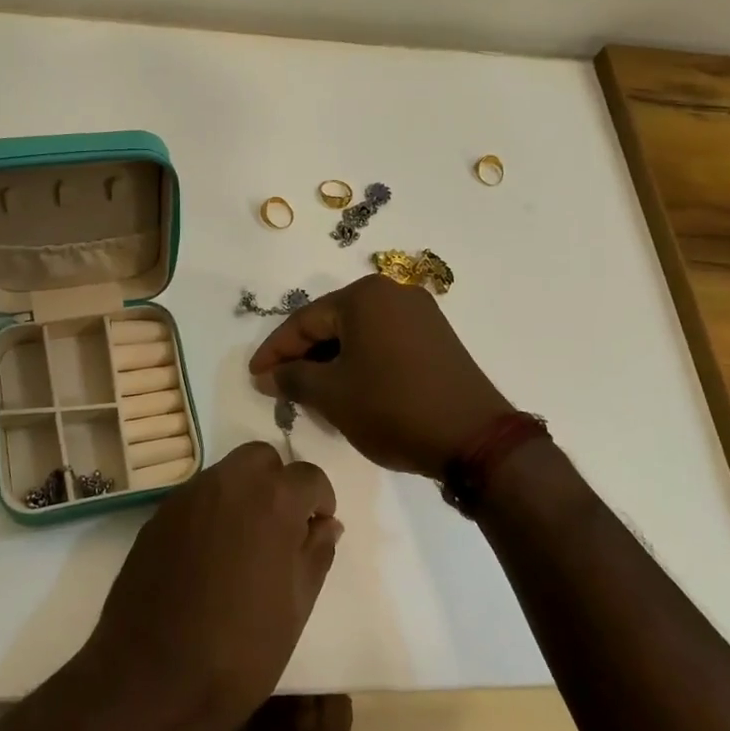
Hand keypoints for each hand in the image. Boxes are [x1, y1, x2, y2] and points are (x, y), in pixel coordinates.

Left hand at [82, 442, 340, 730]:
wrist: (152, 679)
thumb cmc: (241, 650)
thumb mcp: (296, 607)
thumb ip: (316, 553)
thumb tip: (326, 524)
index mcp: (271, 500)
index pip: (308, 475)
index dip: (320, 500)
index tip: (317, 529)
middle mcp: (227, 483)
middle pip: (262, 458)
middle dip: (279, 482)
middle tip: (283, 528)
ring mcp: (187, 496)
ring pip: (226, 473)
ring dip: (244, 493)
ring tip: (246, 545)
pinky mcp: (157, 516)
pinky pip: (196, 497)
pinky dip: (213, 511)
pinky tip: (211, 556)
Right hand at [249, 274, 512, 476]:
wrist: (474, 438)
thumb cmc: (392, 407)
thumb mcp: (332, 395)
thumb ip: (292, 378)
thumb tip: (268, 376)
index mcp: (365, 295)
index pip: (304, 321)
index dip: (274, 351)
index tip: (254, 377)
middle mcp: (393, 293)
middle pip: (332, 323)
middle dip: (303, 357)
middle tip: (280, 387)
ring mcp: (420, 314)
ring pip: (358, 335)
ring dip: (331, 362)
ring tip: (310, 394)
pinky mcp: (436, 338)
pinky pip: (383, 343)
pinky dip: (360, 363)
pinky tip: (348, 389)